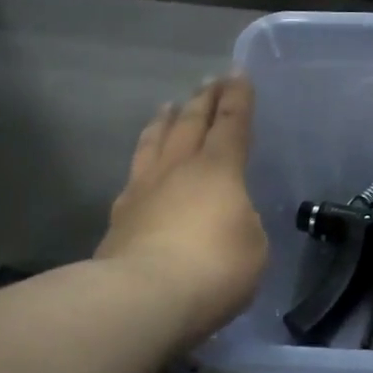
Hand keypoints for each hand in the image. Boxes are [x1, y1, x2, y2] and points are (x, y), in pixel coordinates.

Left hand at [97, 74, 268, 346]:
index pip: (232, 124)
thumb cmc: (214, 268)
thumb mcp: (253, 246)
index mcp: (219, 170)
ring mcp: (143, 190)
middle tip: (210, 81)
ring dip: (166, 121)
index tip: (239, 74)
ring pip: (155, 142)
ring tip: (170, 106)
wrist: (143, 298)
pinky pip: (134, 175)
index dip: (238, 98)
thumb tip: (228, 218)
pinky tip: (143, 166)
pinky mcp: (119, 217)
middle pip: (191, 123)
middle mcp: (178, 169)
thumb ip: (244, 223)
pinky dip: (143, 161)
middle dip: (204, 100)